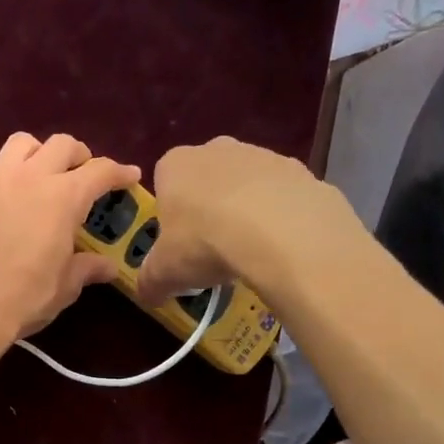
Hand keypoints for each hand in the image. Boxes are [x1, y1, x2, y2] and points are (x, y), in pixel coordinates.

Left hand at [0, 133, 139, 356]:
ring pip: (20, 144)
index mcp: (63, 198)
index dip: (119, 172)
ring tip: (37, 176)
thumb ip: (86, 268)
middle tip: (81, 175)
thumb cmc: (22, 298)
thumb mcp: (63, 288)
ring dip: (37, 154)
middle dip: (78, 156)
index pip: (100, 171)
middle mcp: (29, 176)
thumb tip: (107, 266)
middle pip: (61, 144)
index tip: (129, 176)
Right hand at [134, 137, 333, 303]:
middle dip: (209, 209)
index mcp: (174, 165)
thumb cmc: (204, 242)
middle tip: (214, 248)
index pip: (164, 184)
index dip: (171, 216)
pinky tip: (281, 243)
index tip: (180, 244)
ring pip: (245, 185)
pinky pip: (281, 194)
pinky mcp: (297, 168)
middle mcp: (214, 148)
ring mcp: (259, 153)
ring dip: (246, 210)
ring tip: (251, 250)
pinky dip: (279, 214)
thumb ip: (149, 282)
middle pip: (206, 181)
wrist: (278, 231)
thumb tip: (147, 295)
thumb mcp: (165, 272)